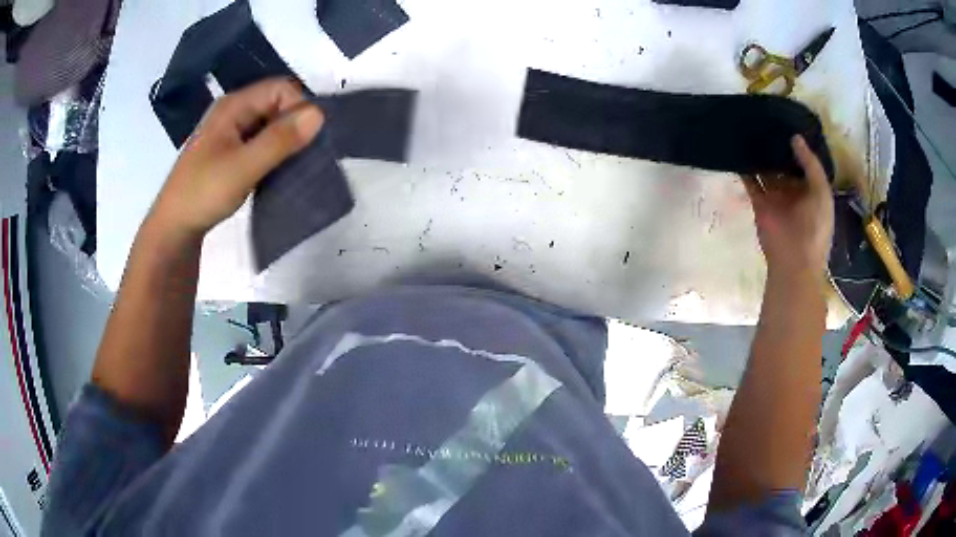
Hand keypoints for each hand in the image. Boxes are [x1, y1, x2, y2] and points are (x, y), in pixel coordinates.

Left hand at [151, 78, 323, 236]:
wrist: (173, 229)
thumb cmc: (203, 194)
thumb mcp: (243, 167)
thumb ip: (280, 140)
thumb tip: (320, 113)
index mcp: (234, 105)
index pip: (281, 88)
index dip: (298, 108)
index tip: (305, 140)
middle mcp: (233, 111)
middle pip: (276, 103)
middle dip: (294, 125)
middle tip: (301, 156)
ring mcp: (230, 132)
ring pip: (269, 124)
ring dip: (284, 141)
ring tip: (291, 166)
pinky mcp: (229, 152)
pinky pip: (260, 141)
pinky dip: (273, 152)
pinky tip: (275, 171)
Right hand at [744, 136, 833, 279]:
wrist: (795, 261)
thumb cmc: (815, 227)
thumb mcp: (822, 192)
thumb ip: (811, 164)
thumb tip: (795, 137)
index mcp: (812, 190)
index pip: (804, 163)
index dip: (799, 146)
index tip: (789, 123)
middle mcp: (793, 191)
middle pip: (784, 165)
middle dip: (777, 147)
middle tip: (768, 121)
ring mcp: (775, 197)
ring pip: (767, 171)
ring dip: (761, 155)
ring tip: (752, 128)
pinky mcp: (759, 203)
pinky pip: (750, 182)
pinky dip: (744, 168)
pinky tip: (739, 148)